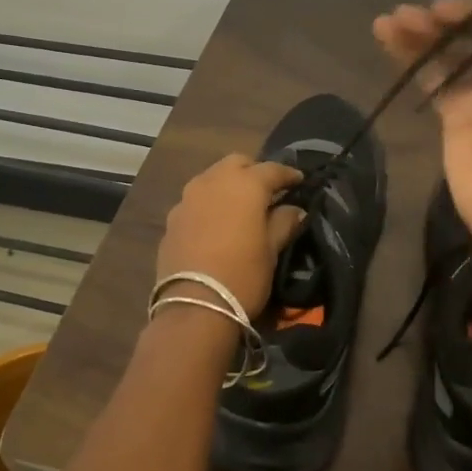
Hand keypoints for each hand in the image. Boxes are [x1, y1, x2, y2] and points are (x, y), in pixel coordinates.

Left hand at [155, 156, 306, 318]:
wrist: (194, 307)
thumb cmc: (243, 275)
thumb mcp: (271, 251)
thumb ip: (284, 223)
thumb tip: (294, 210)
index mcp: (244, 185)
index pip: (272, 169)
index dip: (288, 174)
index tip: (299, 181)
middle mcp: (212, 182)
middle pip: (236, 164)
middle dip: (253, 171)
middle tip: (267, 191)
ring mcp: (187, 199)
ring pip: (212, 178)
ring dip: (228, 185)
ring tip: (240, 206)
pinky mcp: (172, 219)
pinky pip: (195, 201)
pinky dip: (209, 204)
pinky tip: (216, 224)